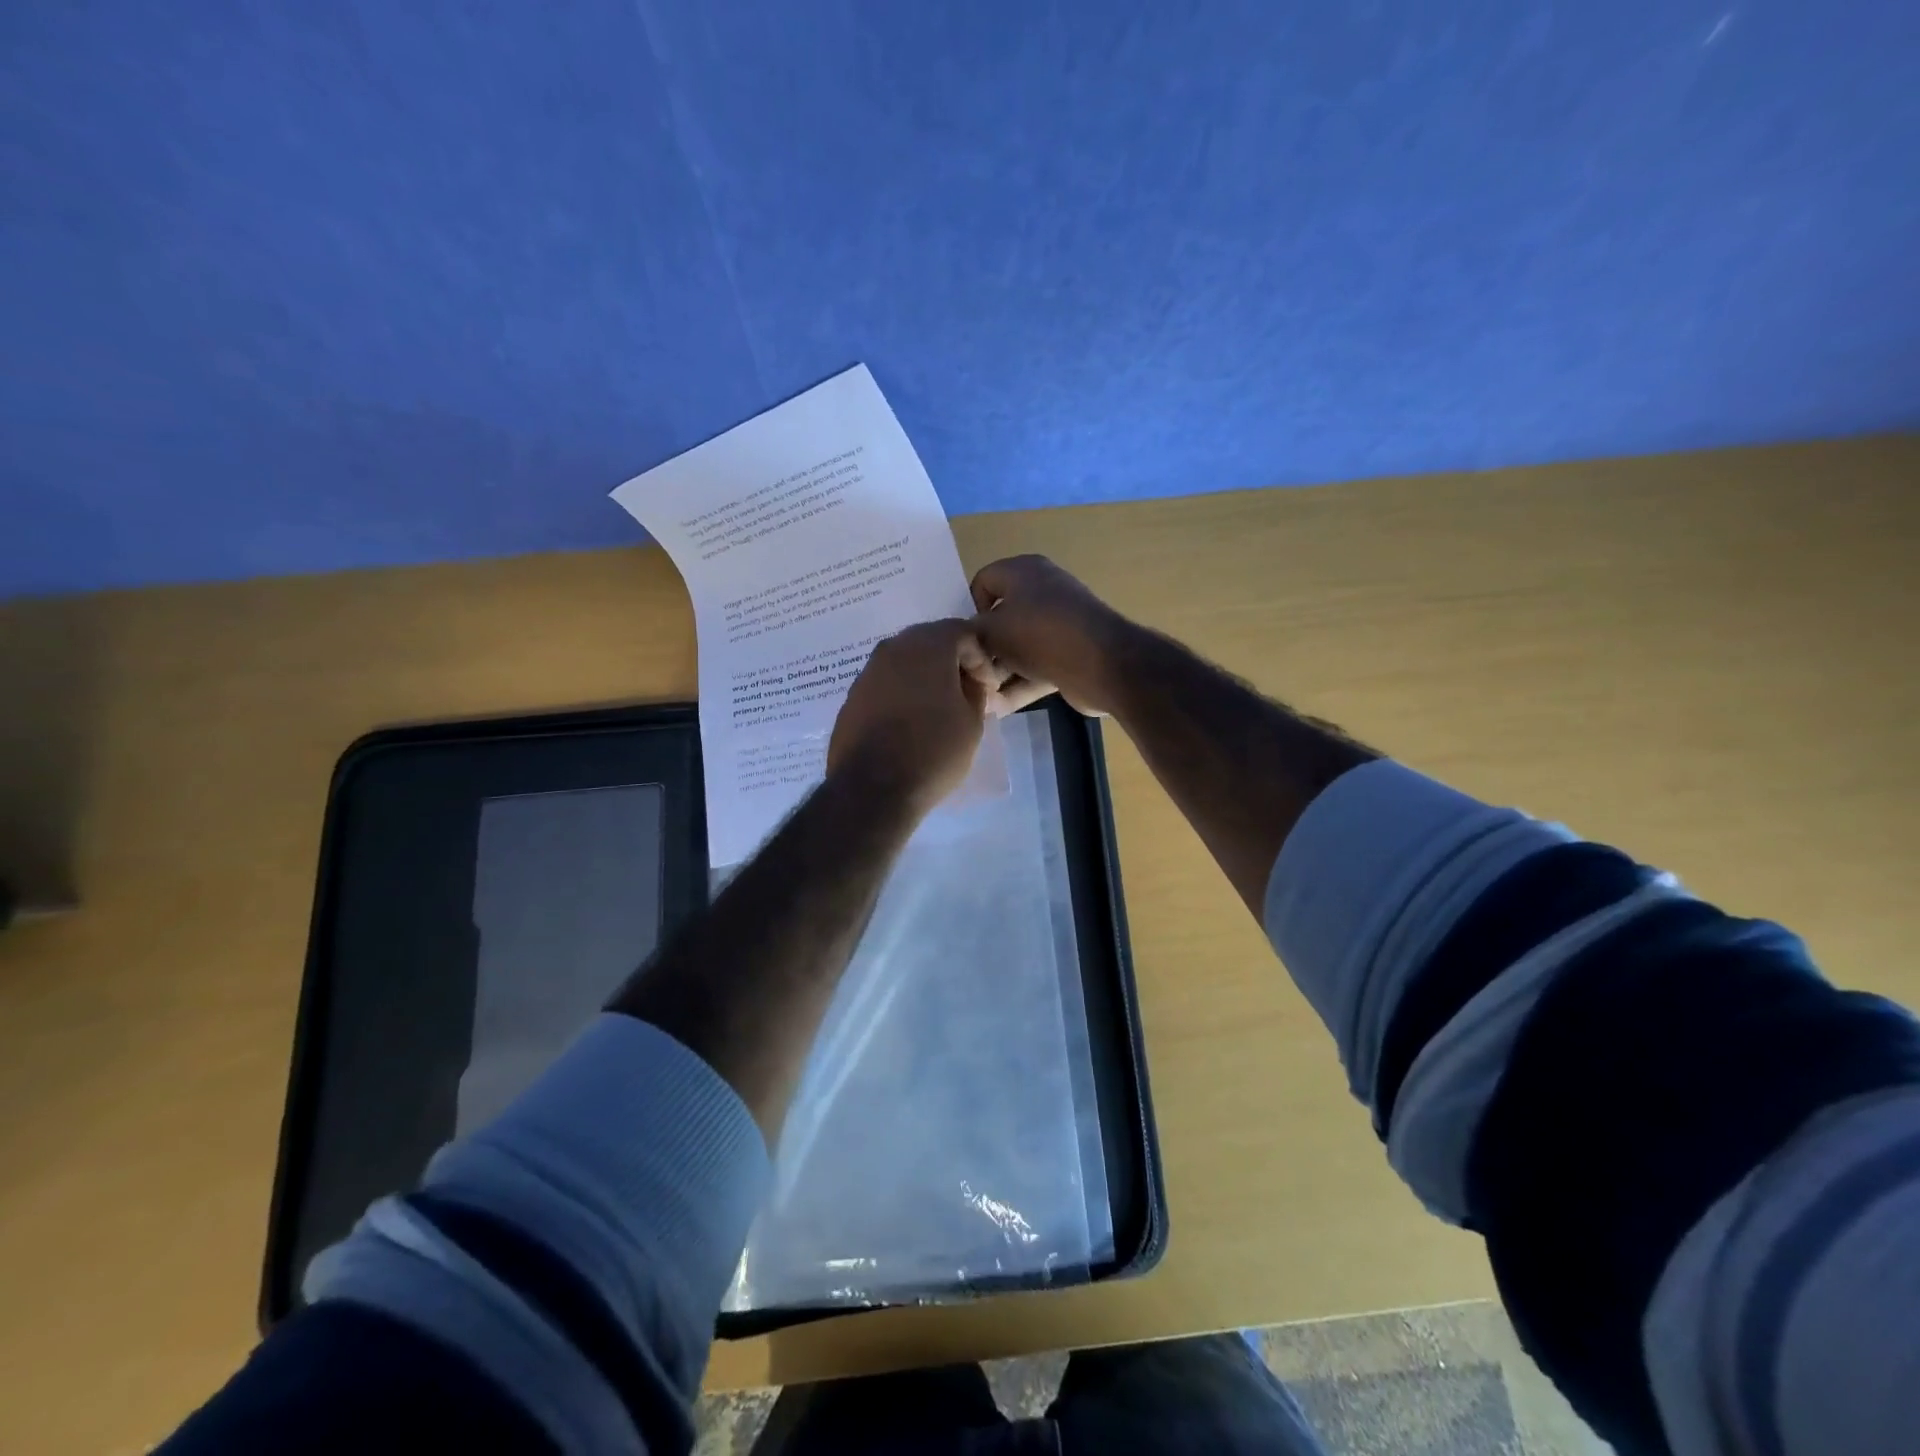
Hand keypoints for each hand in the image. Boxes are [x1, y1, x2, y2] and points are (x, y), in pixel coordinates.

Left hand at [827, 619, 998, 813]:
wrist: (872, 787)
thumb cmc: (933, 751)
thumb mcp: (972, 723)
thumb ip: (975, 692)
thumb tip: (969, 682)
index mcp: (928, 646)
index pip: (962, 632)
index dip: (980, 658)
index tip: (987, 688)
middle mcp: (893, 648)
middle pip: (930, 642)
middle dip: (951, 662)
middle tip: (965, 693)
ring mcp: (868, 671)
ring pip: (905, 661)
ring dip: (925, 677)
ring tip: (939, 708)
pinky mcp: (852, 695)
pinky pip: (886, 683)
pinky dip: (902, 692)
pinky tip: (911, 720)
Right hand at [967, 555, 1132, 716]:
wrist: (1103, 663)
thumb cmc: (1040, 634)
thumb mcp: (991, 630)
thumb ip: (969, 634)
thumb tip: (965, 644)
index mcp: (1024, 572)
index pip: (983, 582)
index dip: (968, 609)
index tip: (963, 638)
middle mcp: (1042, 592)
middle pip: (1000, 619)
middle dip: (982, 649)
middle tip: (966, 674)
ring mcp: (1058, 626)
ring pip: (1018, 648)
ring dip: (998, 673)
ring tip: (978, 698)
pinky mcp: (1069, 656)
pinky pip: (1036, 669)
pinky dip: (1018, 686)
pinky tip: (997, 709)